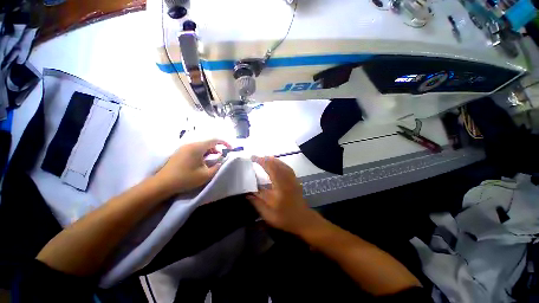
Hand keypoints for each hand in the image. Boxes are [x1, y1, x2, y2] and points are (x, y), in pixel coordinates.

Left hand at [155, 139, 230, 194]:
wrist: (162, 184)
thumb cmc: (185, 178)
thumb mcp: (205, 175)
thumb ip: (217, 167)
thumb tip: (221, 161)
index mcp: (197, 147)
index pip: (215, 140)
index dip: (225, 143)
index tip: (230, 149)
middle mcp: (190, 144)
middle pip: (208, 142)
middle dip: (217, 148)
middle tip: (221, 157)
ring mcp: (184, 147)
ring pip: (201, 145)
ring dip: (210, 151)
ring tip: (212, 160)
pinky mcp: (180, 152)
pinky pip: (195, 148)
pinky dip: (203, 152)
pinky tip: (202, 161)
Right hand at [247, 156, 320, 234]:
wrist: (303, 220)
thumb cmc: (285, 218)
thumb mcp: (268, 214)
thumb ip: (257, 203)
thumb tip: (247, 194)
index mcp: (280, 186)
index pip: (270, 169)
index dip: (261, 161)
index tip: (253, 158)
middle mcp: (287, 180)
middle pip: (276, 164)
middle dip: (266, 159)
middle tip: (256, 158)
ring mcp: (292, 179)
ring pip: (282, 164)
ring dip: (273, 160)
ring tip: (264, 158)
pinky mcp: (295, 180)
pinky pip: (287, 167)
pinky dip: (280, 163)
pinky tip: (276, 164)